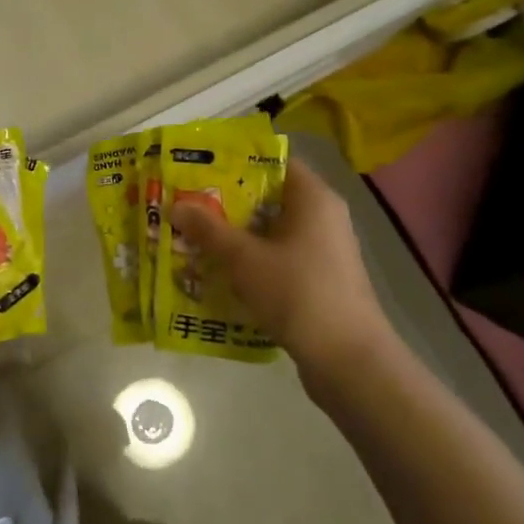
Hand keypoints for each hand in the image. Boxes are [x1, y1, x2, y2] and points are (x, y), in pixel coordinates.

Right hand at [169, 158, 395, 383]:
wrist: (348, 361)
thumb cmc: (298, 293)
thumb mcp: (244, 258)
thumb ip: (209, 230)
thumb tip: (176, 206)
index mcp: (313, 198)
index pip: (274, 162)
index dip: (236, 163)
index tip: (200, 171)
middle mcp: (323, 218)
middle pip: (269, 199)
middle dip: (227, 204)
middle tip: (187, 206)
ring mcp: (323, 252)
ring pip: (271, 233)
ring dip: (236, 237)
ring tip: (194, 240)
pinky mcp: (319, 282)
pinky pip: (278, 260)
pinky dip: (251, 263)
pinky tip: (220, 275)